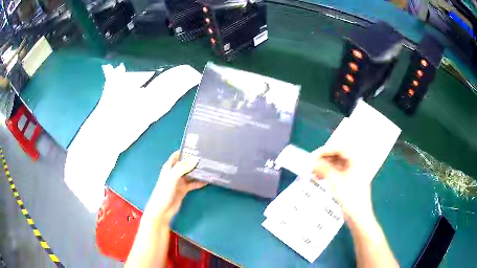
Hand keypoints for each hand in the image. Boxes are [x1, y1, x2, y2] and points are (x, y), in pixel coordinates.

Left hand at [144, 151, 206, 223]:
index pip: (177, 155)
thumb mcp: (172, 177)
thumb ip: (182, 168)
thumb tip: (196, 159)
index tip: (197, 147)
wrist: (162, 210)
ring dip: (198, 171)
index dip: (185, 150)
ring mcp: (179, 181)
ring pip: (190, 173)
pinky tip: (207, 180)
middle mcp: (174, 172)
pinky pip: (193, 183)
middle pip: (185, 164)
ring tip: (209, 167)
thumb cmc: (164, 191)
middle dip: (194, 160)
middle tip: (206, 157)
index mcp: (169, 167)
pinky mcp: (184, 190)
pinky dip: (199, 182)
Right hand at [311, 146, 372, 221]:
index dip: (324, 151)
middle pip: (337, 156)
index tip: (312, 156)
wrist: (358, 216)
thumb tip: (311, 161)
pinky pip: (337, 173)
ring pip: (336, 165)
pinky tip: (319, 179)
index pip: (338, 149)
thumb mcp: (334, 181)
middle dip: (323, 159)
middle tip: (311, 164)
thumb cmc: (349, 197)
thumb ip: (322, 168)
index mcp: (355, 160)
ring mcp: (353, 173)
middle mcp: (355, 163)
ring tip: (313, 172)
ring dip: (324, 167)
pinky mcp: (350, 181)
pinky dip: (328, 174)